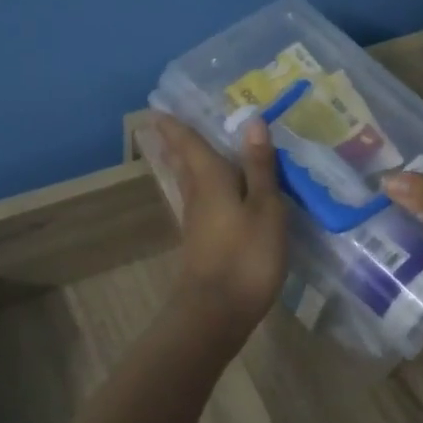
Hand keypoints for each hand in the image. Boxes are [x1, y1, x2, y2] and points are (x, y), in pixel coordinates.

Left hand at [152, 114, 287, 335]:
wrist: (217, 312)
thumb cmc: (246, 256)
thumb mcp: (265, 208)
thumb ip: (259, 168)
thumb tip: (252, 122)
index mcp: (210, 180)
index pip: (190, 145)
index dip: (176, 127)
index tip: (157, 110)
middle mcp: (197, 197)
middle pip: (184, 164)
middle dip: (176, 145)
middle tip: (166, 126)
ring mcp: (197, 223)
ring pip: (190, 185)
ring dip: (186, 166)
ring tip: (187, 152)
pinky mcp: (202, 244)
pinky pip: (201, 204)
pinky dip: (203, 190)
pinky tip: (212, 196)